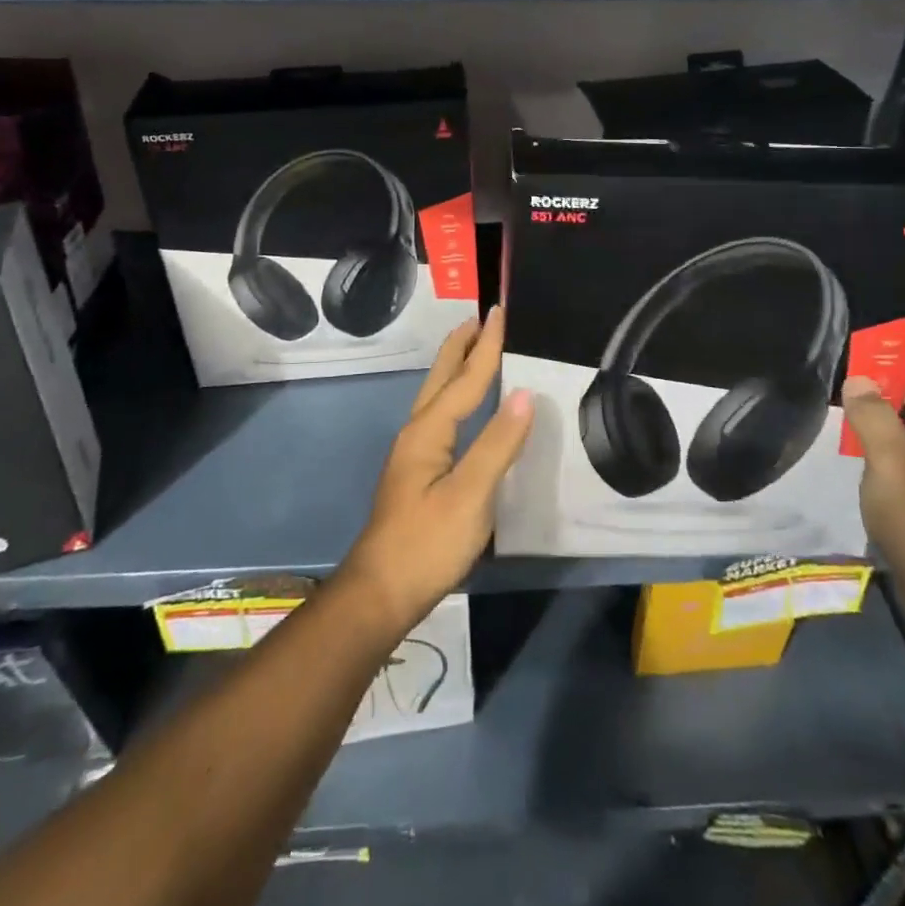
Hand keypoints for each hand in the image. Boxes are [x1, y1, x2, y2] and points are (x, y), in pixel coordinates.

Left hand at [337, 307, 532, 635]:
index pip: (465, 379)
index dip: (486, 347)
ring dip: (455, 368)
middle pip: (441, 379)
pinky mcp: (418, 473)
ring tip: (472, 349)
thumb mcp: (470, 495)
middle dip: (460, 346)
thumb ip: (497, 444)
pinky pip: (441, 417)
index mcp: (429, 432)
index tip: (499, 312)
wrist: (381, 592)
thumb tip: (524, 394)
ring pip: (437, 397)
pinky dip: (455, 396)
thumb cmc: (427, 543)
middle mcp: (417, 433)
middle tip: (479, 318)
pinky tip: (464, 408)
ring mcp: (414, 454)